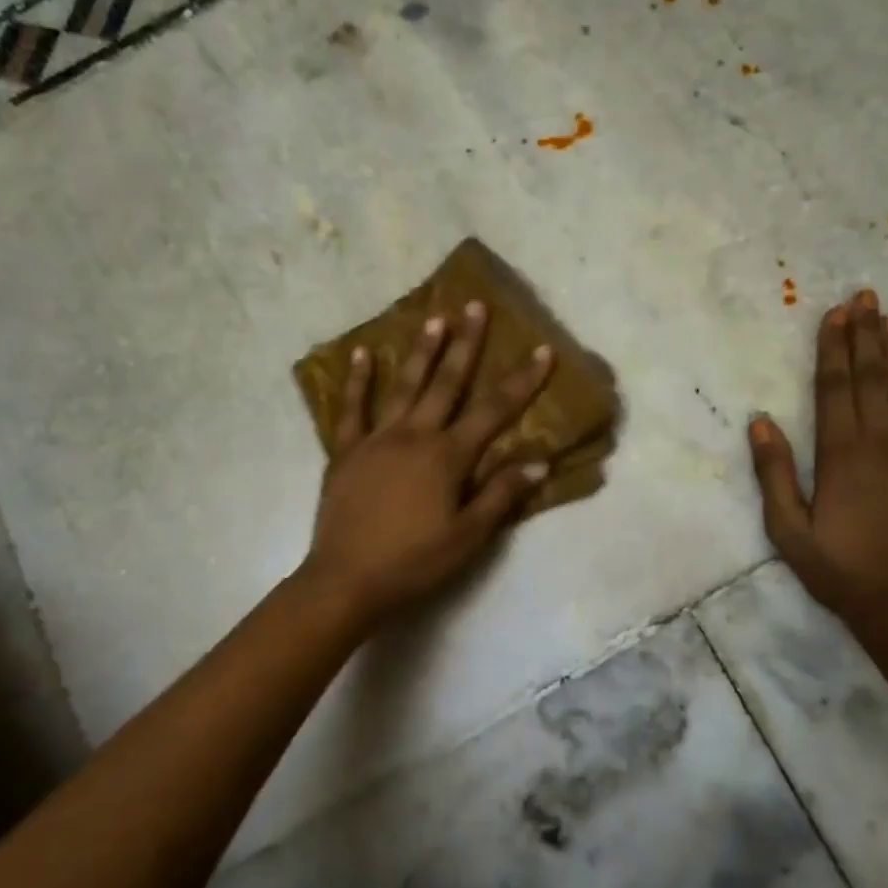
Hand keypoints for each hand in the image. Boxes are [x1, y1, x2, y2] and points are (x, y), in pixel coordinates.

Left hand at [303, 301, 554, 623]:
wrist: (347, 581)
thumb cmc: (414, 562)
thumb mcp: (468, 537)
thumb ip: (501, 495)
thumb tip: (539, 461)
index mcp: (448, 457)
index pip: (494, 411)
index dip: (522, 381)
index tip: (542, 351)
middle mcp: (414, 436)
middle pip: (447, 383)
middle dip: (466, 344)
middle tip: (476, 306)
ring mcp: (376, 440)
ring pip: (403, 386)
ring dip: (421, 352)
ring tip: (433, 319)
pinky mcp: (346, 452)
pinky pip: (352, 409)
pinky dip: (358, 381)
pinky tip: (361, 354)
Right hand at [749, 289, 887, 624]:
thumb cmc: (839, 568)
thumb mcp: (787, 528)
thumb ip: (773, 473)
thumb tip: (760, 421)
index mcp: (840, 454)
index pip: (835, 387)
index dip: (833, 348)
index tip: (835, 314)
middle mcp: (882, 442)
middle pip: (872, 378)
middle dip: (866, 335)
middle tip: (865, 297)